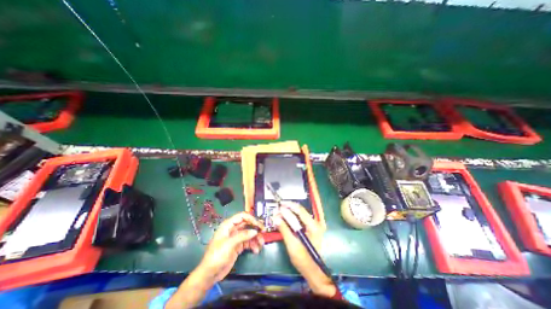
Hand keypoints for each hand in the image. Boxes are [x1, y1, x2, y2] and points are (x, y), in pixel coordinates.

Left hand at [198, 212, 266, 284]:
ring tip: (261, 244)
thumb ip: (242, 236)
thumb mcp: (229, 244)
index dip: (251, 218)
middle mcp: (233, 229)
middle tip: (264, 232)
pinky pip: (248, 242)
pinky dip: (253, 245)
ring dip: (256, 238)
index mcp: (228, 225)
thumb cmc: (217, 256)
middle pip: (247, 224)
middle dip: (255, 228)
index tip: (258, 225)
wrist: (210, 274)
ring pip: (249, 233)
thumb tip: (255, 231)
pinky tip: (256, 250)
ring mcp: (236, 238)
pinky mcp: (238, 246)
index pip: (242, 216)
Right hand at [275, 202, 334, 296]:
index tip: (279, 206)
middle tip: (278, 210)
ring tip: (280, 213)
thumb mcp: (292, 245)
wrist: (313, 271)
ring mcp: (314, 225)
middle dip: (288, 209)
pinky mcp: (311, 228)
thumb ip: (284, 229)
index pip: (300, 211)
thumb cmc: (303, 260)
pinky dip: (292, 217)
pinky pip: (300, 219)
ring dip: (289, 212)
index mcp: (313, 226)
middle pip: (300, 211)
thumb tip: (275, 218)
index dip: (289, 206)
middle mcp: (316, 223)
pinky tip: (285, 218)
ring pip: (300, 214)